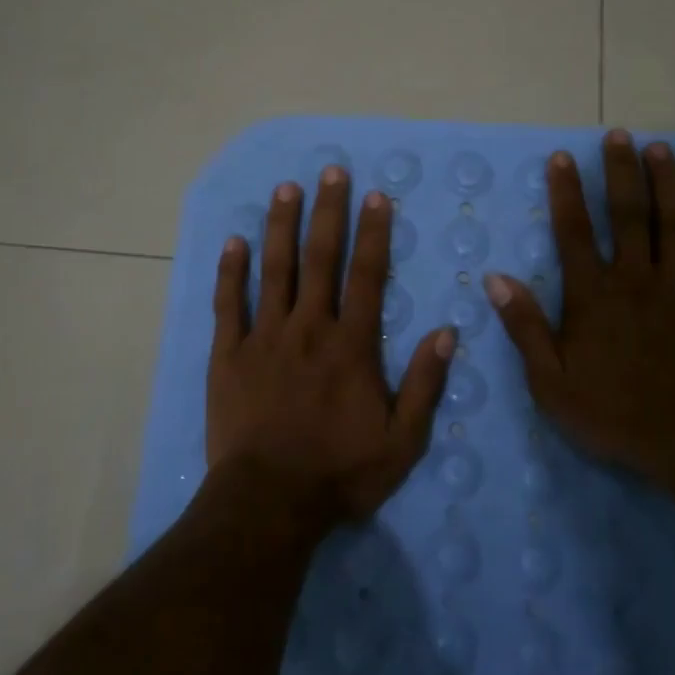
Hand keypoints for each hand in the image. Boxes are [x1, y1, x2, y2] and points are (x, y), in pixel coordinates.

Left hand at [208, 167, 455, 529]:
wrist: (268, 502)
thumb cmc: (339, 473)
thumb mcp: (402, 441)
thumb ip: (425, 384)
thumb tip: (447, 331)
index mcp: (351, 345)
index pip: (367, 275)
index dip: (373, 233)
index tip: (375, 196)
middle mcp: (308, 328)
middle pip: (320, 259)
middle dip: (327, 212)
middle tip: (331, 171)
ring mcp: (264, 337)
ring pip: (274, 270)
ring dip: (280, 226)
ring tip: (285, 188)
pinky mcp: (227, 354)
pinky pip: (227, 304)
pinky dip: (230, 271)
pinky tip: (233, 241)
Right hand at [485, 129, 674, 485]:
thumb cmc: (613, 414)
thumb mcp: (549, 381)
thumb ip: (524, 327)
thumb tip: (496, 278)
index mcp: (593, 295)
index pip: (574, 231)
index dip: (566, 192)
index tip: (562, 156)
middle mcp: (636, 279)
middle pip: (628, 214)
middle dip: (621, 171)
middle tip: (619, 134)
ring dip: (669, 185)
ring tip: (662, 150)